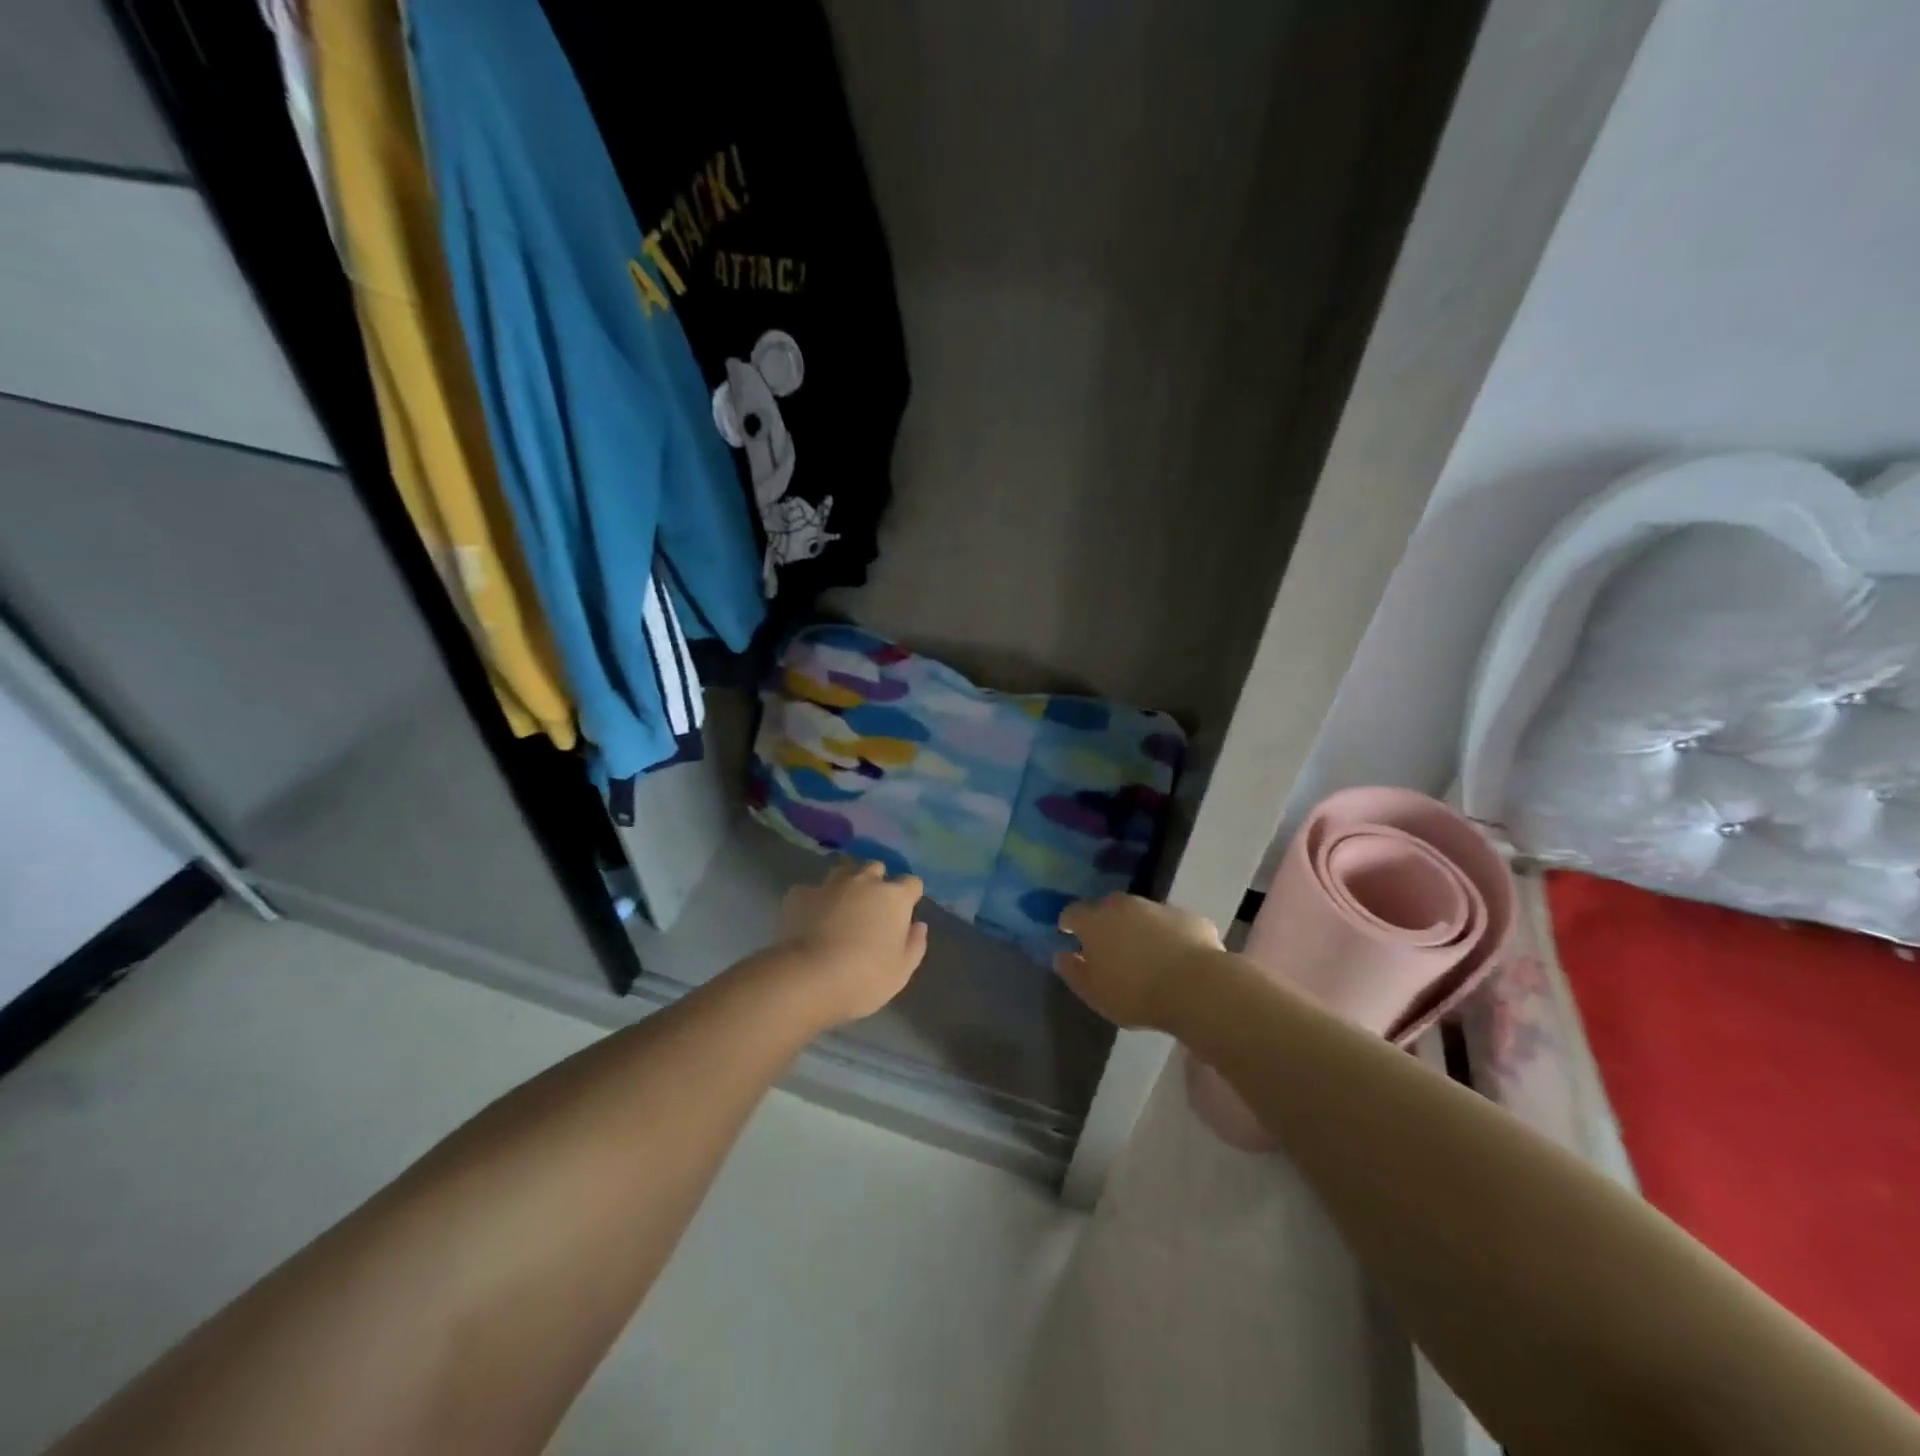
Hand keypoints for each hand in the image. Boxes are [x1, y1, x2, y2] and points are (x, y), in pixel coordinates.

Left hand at [775, 860, 929, 1023]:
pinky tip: (810, 918)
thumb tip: (918, 925)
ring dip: (847, 883)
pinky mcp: (799, 894)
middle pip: (876, 868)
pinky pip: (812, 890)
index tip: (904, 912)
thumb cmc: (864, 978)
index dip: (909, 895)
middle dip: (877, 882)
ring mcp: (830, 884)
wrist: (808, 978)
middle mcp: (864, 881)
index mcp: (894, 897)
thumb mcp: (901, 972)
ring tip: (842, 905)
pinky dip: (814, 900)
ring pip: (843, 870)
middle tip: (871, 907)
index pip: (912, 883)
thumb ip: (915, 945)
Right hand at [1055, 894, 1223, 1030]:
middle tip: (1106, 945)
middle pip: (1106, 907)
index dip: (1069, 923)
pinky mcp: (1189, 917)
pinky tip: (1174, 957)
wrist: (1197, 987)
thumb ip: (1072, 971)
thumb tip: (1061, 955)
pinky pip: (1170, 924)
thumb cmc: (1135, 993)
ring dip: (1136, 927)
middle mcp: (1124, 905)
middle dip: (1103, 922)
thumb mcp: (1093, 992)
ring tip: (1142, 953)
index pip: (1072, 912)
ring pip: (1140, 913)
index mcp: (1095, 920)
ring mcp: (1159, 908)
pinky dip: (1167, 935)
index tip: (1068, 935)